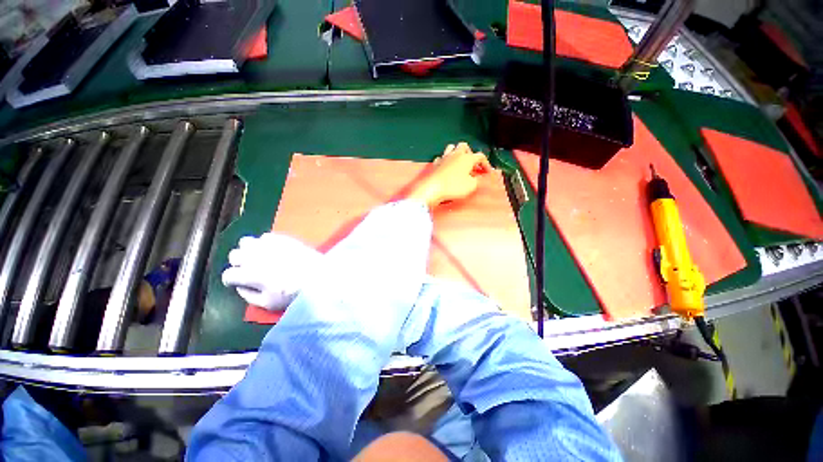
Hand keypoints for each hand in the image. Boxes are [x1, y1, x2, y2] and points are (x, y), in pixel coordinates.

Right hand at [222, 232, 321, 309]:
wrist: (320, 277)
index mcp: (251, 274)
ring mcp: (270, 245)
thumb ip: (248, 295)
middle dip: (238, 263)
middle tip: (249, 269)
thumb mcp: (268, 303)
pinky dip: (265, 243)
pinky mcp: (284, 238)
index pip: (228, 274)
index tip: (238, 282)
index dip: (231, 280)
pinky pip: (265, 236)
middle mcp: (256, 256)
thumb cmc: (294, 294)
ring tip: (259, 257)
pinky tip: (273, 250)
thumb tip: (239, 285)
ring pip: (246, 242)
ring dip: (249, 250)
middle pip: (234, 255)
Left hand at [407, 142, 492, 208]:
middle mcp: (456, 154)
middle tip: (472, 164)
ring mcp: (444, 157)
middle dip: (470, 153)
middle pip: (464, 146)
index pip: (480, 156)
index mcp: (467, 158)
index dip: (486, 164)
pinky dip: (445, 161)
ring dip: (457, 153)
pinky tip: (446, 167)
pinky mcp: (435, 163)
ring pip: (451, 148)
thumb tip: (478, 177)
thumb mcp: (471, 186)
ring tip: (459, 162)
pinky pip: (441, 158)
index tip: (487, 172)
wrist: (432, 188)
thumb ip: (477, 180)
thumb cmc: (454, 186)